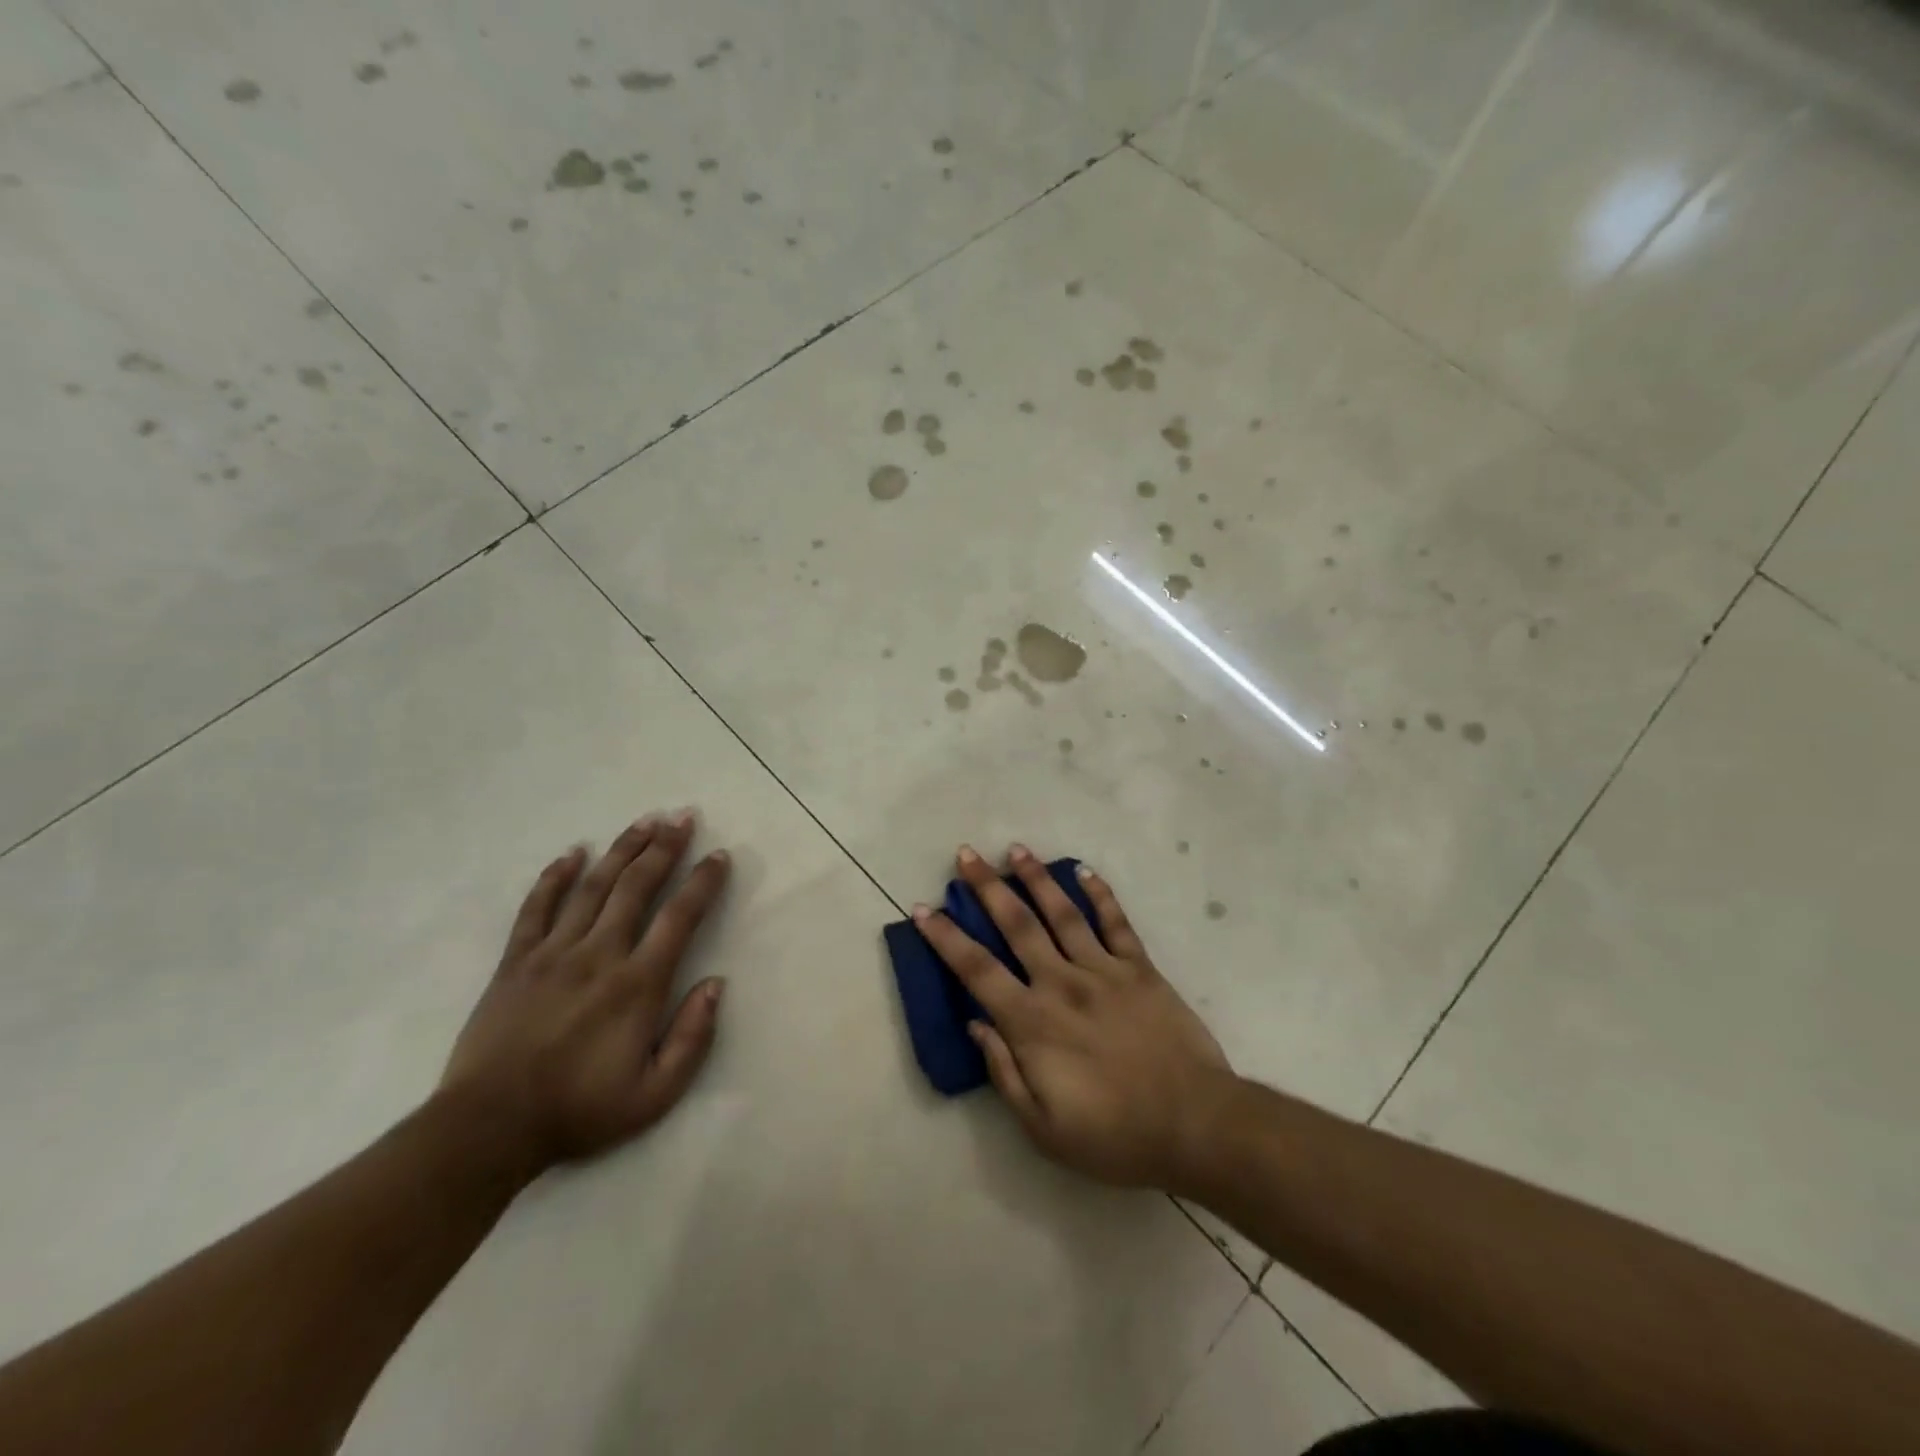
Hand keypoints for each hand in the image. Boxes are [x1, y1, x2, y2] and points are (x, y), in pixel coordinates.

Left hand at [438, 810, 730, 1176]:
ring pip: (593, 887)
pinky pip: (536, 908)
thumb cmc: (579, 1111)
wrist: (488, 1129)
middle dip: (664, 847)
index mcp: (637, 984)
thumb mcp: (655, 1094)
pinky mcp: (516, 962)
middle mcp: (599, 954)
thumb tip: (715, 983)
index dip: (703, 882)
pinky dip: (554, 877)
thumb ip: (693, 1037)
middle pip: (637, 887)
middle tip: (683, 816)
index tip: (719, 856)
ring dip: (621, 850)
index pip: (679, 917)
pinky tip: (571, 853)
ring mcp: (553, 953)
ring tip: (644, 821)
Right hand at [914, 844, 1233, 1189]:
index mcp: (1032, 1022)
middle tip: (967, 855)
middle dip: (987, 887)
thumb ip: (1004, 1072)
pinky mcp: (1140, 969)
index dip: (945, 937)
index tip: (924, 908)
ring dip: (1036, 879)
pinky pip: (1116, 923)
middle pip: (1016, 925)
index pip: (976, 970)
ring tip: (1016, 849)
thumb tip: (976, 1023)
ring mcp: (1104, 970)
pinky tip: (1084, 871)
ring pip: (1062, 914)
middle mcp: (1061, 983)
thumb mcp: (1043, 1127)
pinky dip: (1100, 894)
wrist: (1195, 1125)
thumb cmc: (1114, 1135)